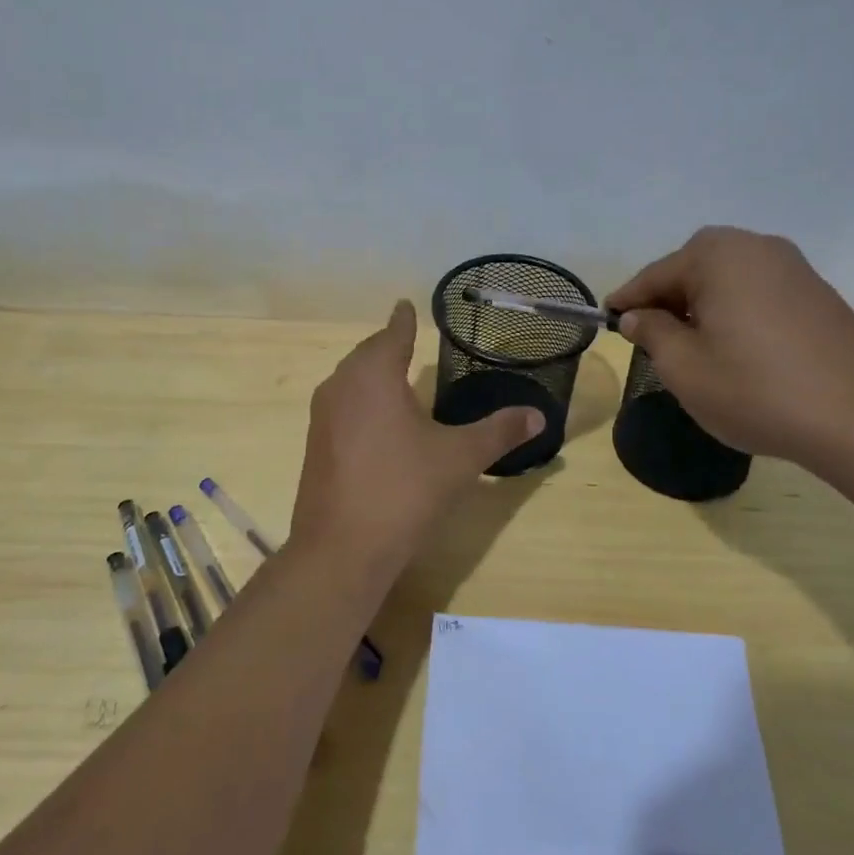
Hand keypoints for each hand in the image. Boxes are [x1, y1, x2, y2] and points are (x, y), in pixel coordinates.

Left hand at [289, 301, 544, 580]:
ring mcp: (322, 417)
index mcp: (373, 374)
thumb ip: (499, 432)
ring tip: (396, 378)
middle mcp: (341, 386)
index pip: (392, 333)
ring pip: (350, 381)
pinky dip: (361, 403)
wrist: (341, 550)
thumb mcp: (460, 458)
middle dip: (387, 346)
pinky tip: (378, 423)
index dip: (403, 319)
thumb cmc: (404, 490)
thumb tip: (539, 415)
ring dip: (372, 375)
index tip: (406, 305)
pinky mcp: (314, 446)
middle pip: (366, 354)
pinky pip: (341, 408)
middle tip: (409, 341)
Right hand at [606, 227, 853, 467]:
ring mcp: (793, 267)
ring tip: (693, 347)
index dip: (628, 300)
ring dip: (703, 306)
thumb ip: (652, 333)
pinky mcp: (818, 293)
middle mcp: (756, 246)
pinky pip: (758, 293)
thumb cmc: (756, 389)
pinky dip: (736, 312)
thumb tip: (638, 316)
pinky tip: (737, 348)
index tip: (607, 320)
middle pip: (693, 269)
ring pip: (728, 280)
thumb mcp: (684, 368)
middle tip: (651, 337)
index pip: (655, 275)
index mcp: (716, 255)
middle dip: (668, 300)